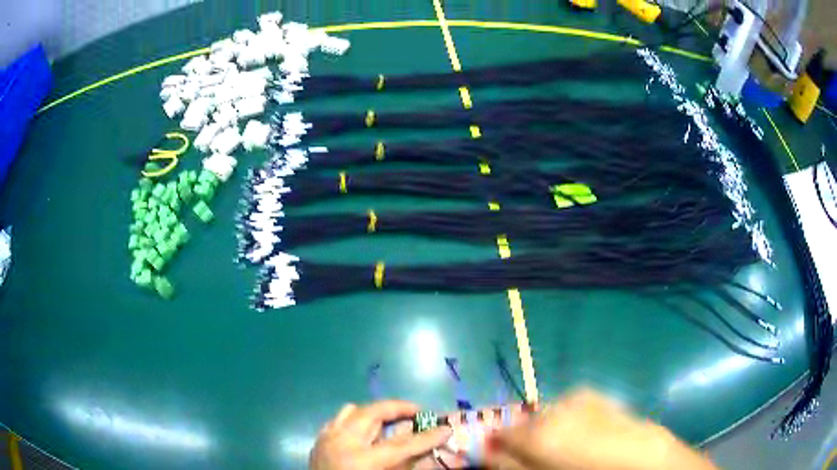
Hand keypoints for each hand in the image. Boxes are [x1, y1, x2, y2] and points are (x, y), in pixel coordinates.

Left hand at [310, 400, 452, 469]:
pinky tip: (363, 433)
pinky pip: (338, 420)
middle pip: (374, 413)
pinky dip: (354, 421)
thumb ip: (407, 467)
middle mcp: (343, 443)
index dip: (428, 436)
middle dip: (399, 408)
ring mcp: (326, 439)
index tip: (446, 429)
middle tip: (417, 413)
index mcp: (363, 461)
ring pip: (352, 410)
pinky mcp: (318, 441)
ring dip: (374, 413)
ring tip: (389, 422)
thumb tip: (429, 453)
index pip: (403, 444)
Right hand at [485, 389, 716, 469]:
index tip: (501, 459)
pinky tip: (582, 438)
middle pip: (524, 423)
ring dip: (546, 431)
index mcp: (540, 430)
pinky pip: (569, 409)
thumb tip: (489, 455)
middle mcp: (555, 406)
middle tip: (535, 459)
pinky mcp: (597, 396)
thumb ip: (511, 465)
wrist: (647, 461)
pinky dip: (566, 422)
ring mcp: (579, 397)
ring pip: (547, 415)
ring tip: (563, 451)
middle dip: (523, 440)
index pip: (500, 434)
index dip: (497, 447)